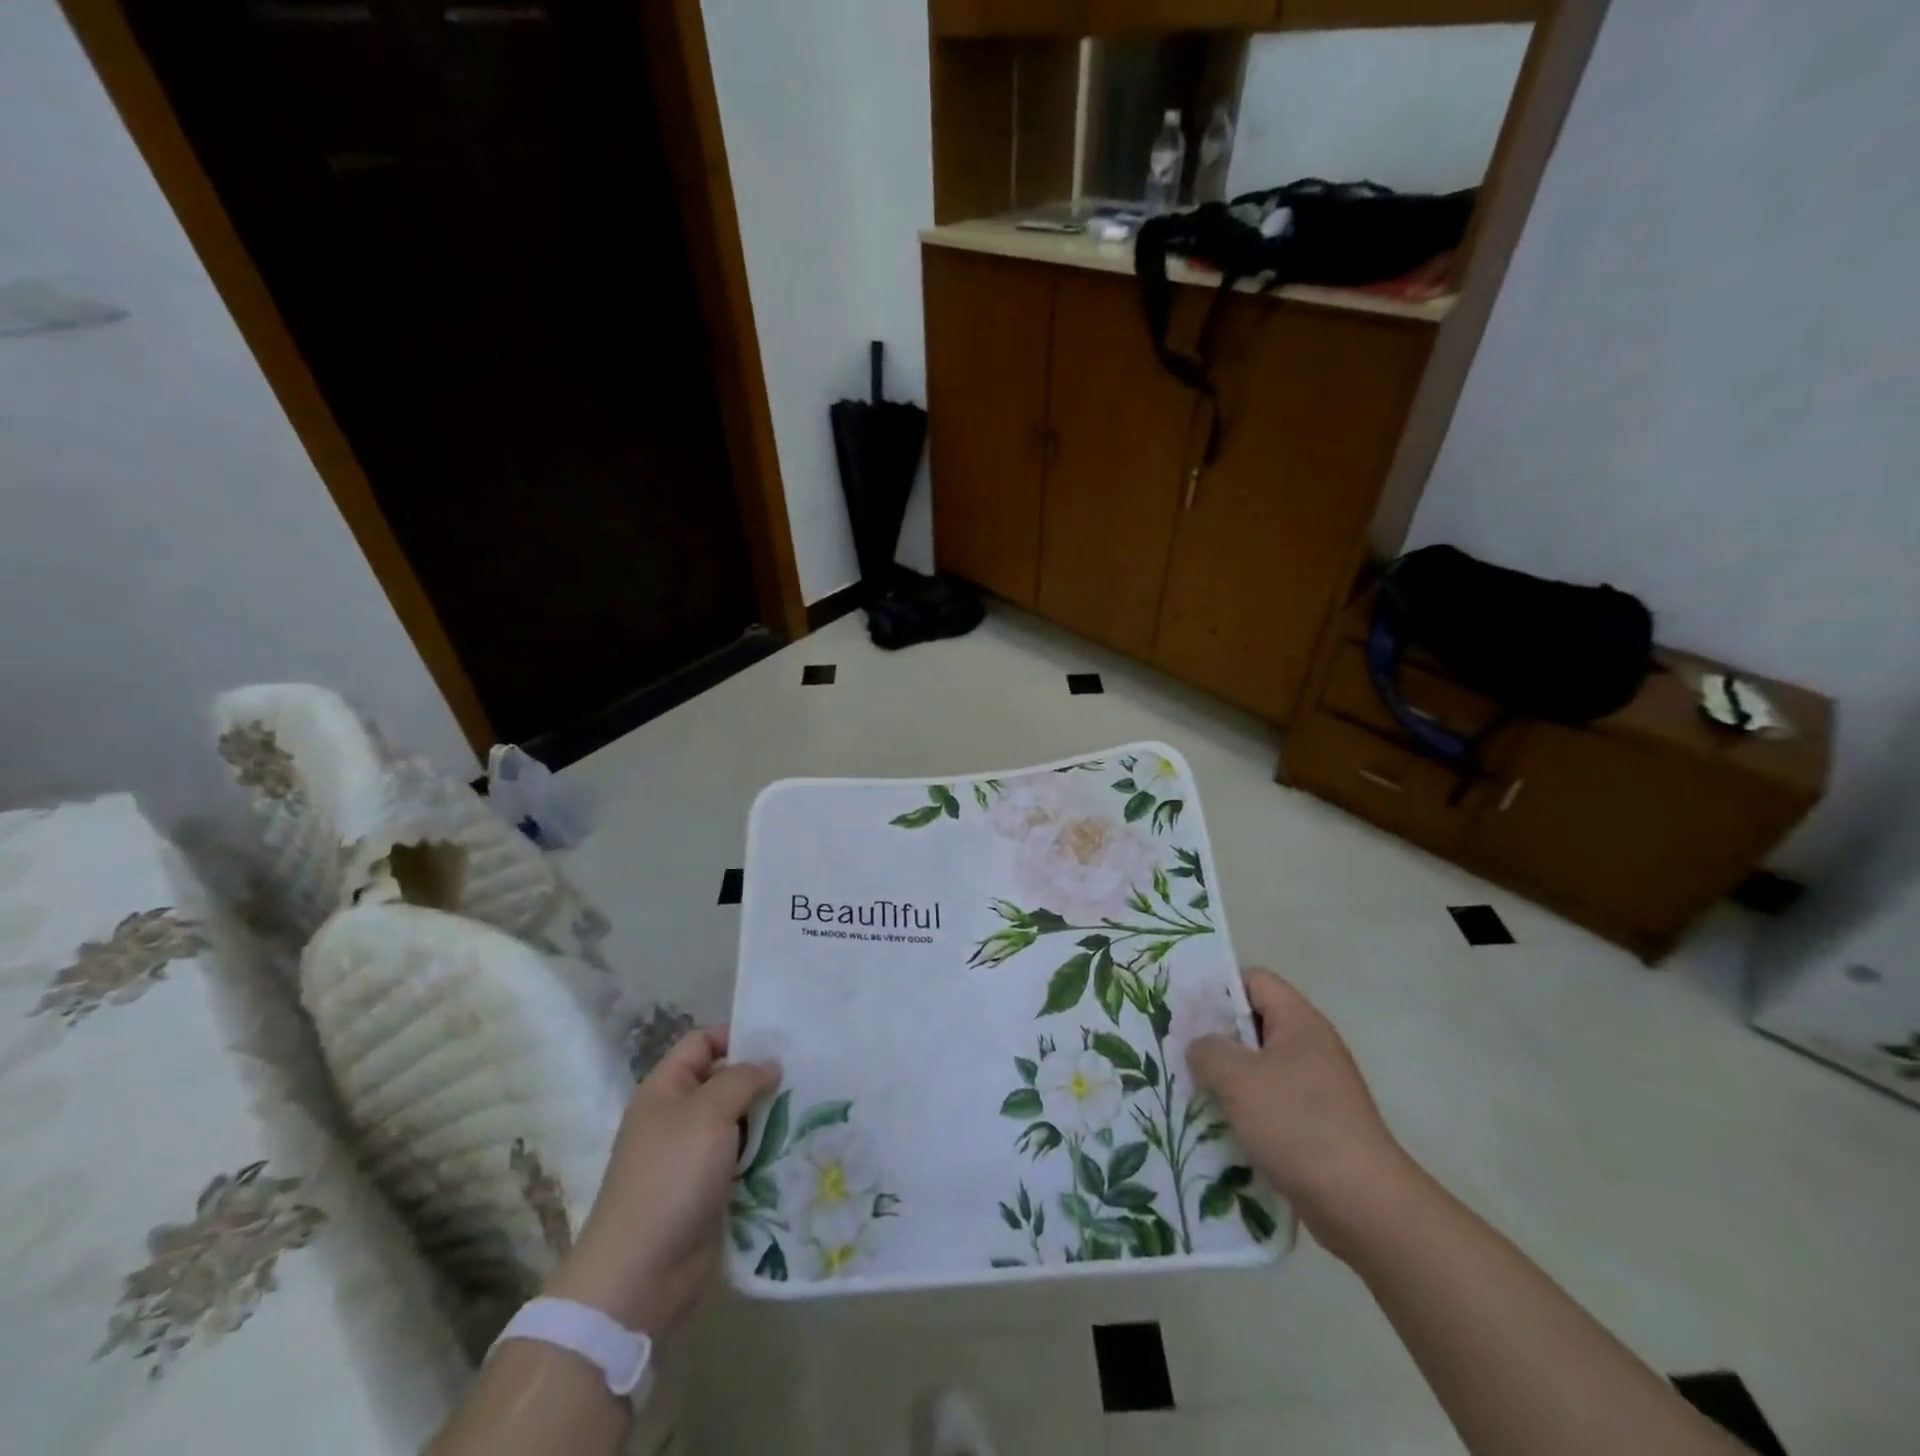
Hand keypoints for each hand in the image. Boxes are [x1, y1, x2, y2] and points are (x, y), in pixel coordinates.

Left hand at [546, 1027, 778, 1337]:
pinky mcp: (710, 1192)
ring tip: (812, 1109)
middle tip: (807, 1075)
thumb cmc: (671, 1177)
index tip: (779, 1042)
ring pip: (739, 1123)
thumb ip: (742, 1079)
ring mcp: (693, 1157)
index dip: (736, 1035)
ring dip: (770, 1119)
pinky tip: (799, 1148)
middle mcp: (678, 1117)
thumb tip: (769, 1064)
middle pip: (725, 1082)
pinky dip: (767, 1155)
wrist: (640, 1275)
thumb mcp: (708, 1113)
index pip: (702, 1043)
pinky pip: (744, 1161)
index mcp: (666, 1089)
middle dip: (762, 1079)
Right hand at [1186, 969, 1415, 1262]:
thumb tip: (1201, 1046)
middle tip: (1178, 1049)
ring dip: (1225, 1077)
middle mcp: (1310, 1047)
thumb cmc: (1299, 1126)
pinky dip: (1242, 1109)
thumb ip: (1209, 1050)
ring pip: (1257, 1067)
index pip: (1255, 981)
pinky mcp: (1313, 1124)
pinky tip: (1215, 1124)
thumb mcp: (1239, 1079)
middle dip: (1215, 1036)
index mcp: (1300, 1022)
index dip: (1218, 987)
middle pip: (1253, 1024)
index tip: (1184, 1008)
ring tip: (1188, 1088)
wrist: (1364, 1207)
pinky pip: (1268, 1102)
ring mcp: (1314, 1088)